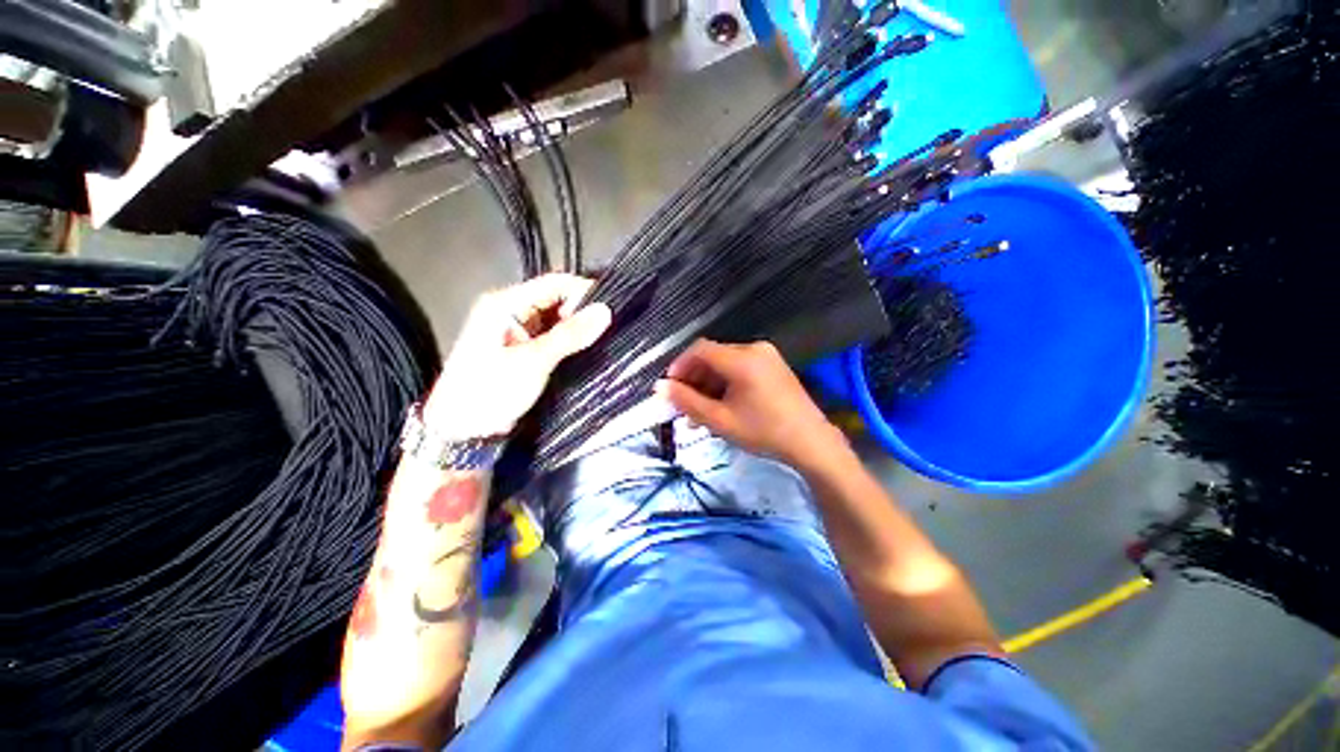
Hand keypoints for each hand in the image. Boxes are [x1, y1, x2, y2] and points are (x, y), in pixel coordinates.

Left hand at [425, 274, 611, 438]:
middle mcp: (510, 310)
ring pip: (556, 319)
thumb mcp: (533, 361)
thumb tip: (604, 312)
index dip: (584, 292)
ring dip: (576, 328)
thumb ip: (570, 335)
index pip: (555, 284)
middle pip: (556, 299)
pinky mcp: (523, 348)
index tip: (609, 309)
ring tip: (596, 340)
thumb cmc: (489, 391)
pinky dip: (568, 340)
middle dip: (582, 312)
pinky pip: (552, 335)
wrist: (463, 430)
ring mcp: (517, 330)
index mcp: (505, 304)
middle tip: (604, 330)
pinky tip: (582, 349)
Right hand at [658, 339, 842, 467]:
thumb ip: (687, 402)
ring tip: (699, 412)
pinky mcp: (773, 366)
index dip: (679, 366)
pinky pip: (740, 368)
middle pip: (713, 356)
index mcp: (741, 359)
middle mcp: (754, 349)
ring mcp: (766, 356)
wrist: (811, 443)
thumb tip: (660, 387)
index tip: (669, 388)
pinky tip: (720, 406)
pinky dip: (725, 384)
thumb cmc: (763, 432)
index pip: (699, 350)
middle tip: (683, 405)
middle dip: (694, 379)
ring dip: (708, 384)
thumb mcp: (720, 420)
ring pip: (725, 364)